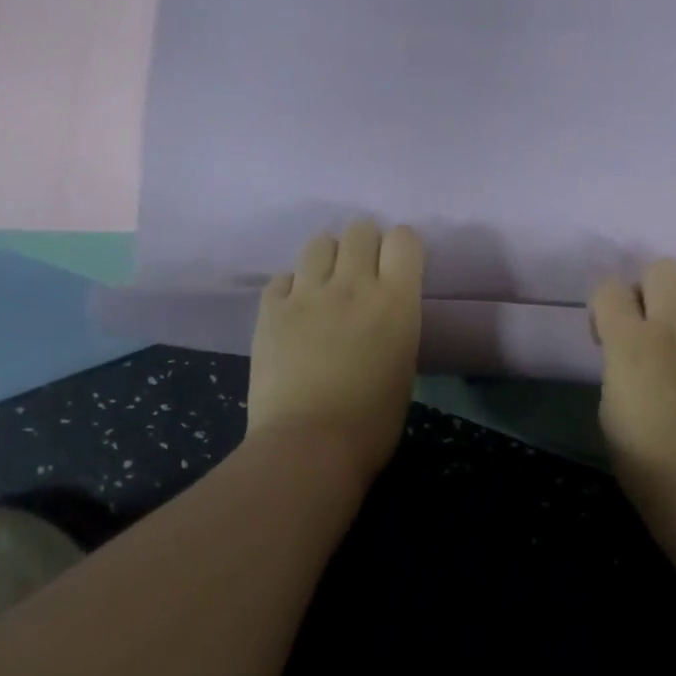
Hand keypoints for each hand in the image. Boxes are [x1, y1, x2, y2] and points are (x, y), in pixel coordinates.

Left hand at [246, 220, 423, 483]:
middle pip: (360, 229)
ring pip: (319, 242)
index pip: (404, 239)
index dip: (402, 248)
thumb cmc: (372, 420)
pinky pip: (283, 277)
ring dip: (328, 258)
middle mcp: (354, 284)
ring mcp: (308, 294)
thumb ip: (395, 320)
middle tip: (362, 275)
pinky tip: (295, 312)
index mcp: (396, 299)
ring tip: (326, 286)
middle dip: (364, 245)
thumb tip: (381, 310)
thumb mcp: (404, 361)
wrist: (309, 446)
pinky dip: (292, 288)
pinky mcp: (271, 309)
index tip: (398, 267)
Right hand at [590, 259, 675, 512]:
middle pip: (661, 268)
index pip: (608, 288)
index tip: (605, 337)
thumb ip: (616, 360)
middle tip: (644, 324)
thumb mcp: (608, 405)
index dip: (602, 307)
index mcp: (631, 344)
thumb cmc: (643, 459)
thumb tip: (628, 345)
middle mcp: (673, 328)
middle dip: (645, 289)